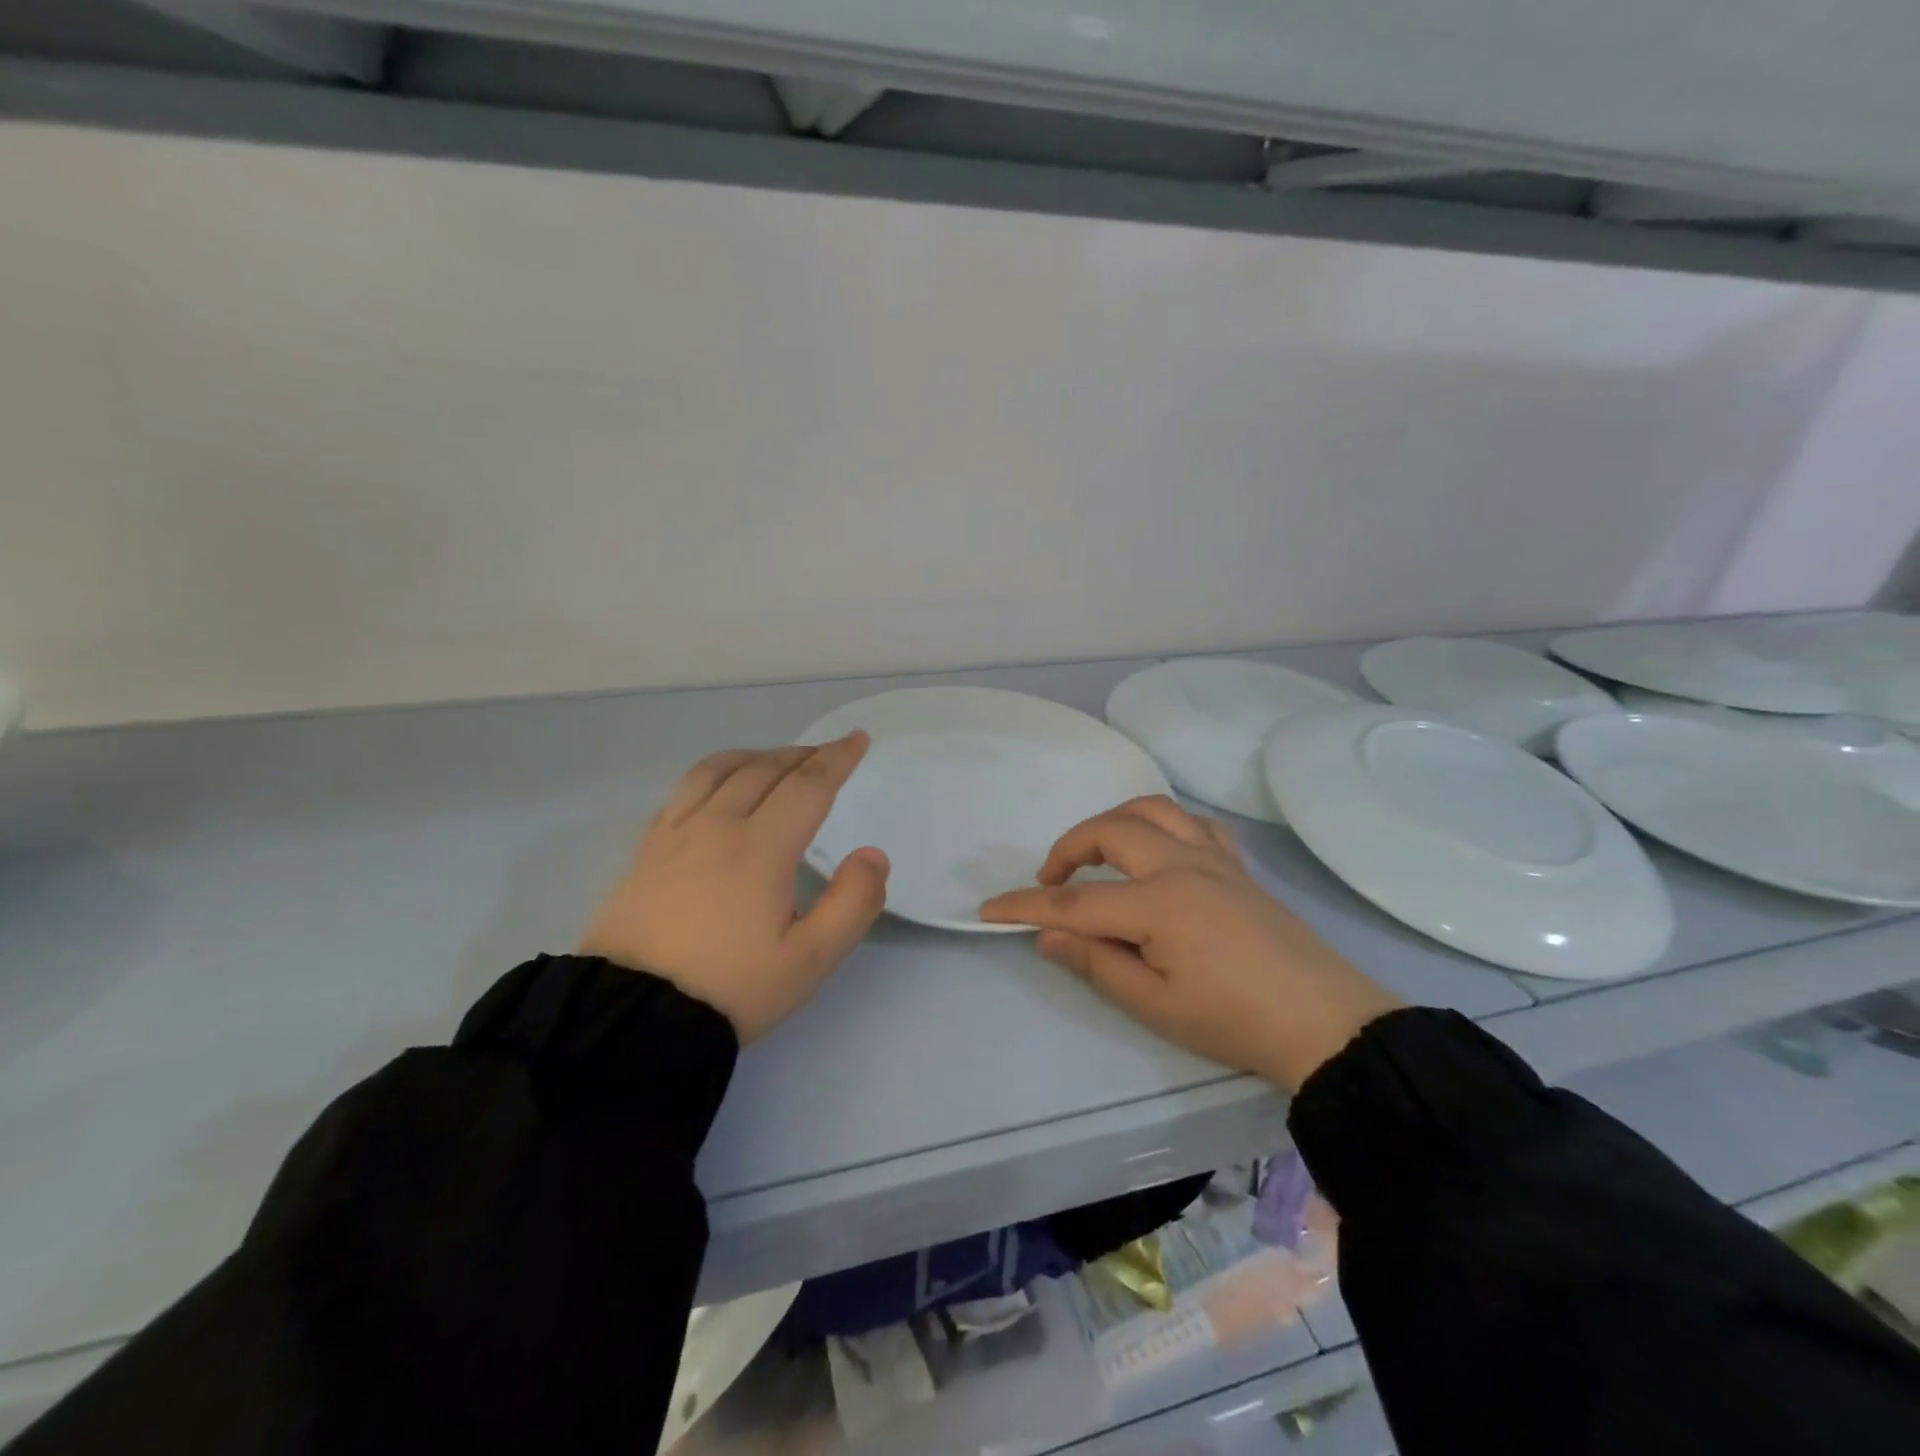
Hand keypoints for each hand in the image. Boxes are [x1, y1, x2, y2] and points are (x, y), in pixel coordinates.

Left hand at [579, 734, 889, 1042]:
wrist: (631, 1018)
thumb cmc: (730, 988)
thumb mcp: (809, 960)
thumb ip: (852, 903)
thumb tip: (872, 855)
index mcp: (760, 848)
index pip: (808, 786)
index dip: (837, 758)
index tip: (858, 739)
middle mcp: (716, 826)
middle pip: (764, 770)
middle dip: (802, 755)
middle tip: (826, 753)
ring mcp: (674, 834)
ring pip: (718, 770)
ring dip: (755, 756)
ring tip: (775, 760)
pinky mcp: (645, 851)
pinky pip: (683, 791)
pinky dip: (713, 774)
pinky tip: (717, 788)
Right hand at [979, 797, 1400, 1090]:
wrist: (1325, 1023)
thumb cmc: (1234, 1021)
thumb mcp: (1155, 1005)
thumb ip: (1096, 963)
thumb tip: (1047, 937)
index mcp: (1158, 904)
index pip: (1075, 901)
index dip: (1027, 905)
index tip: (989, 909)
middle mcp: (1182, 865)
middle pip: (1110, 831)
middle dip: (1068, 849)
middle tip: (1050, 881)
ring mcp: (1214, 858)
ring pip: (1153, 810)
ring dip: (1114, 822)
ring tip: (1098, 853)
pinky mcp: (1238, 865)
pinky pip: (1195, 823)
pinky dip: (1164, 825)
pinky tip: (1160, 850)